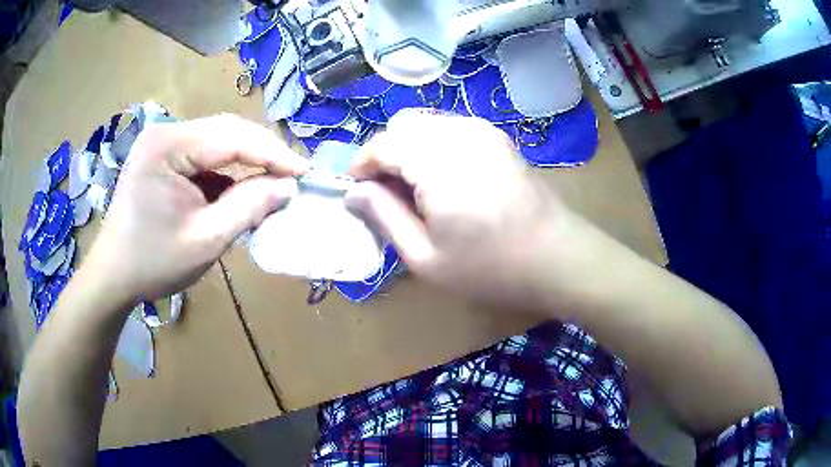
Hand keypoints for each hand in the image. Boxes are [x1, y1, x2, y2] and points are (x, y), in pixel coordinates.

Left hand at [84, 114, 309, 304]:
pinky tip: (242, 190)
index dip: (273, 154)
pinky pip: (206, 156)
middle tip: (294, 176)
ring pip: (219, 141)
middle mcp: (166, 133)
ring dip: (247, 163)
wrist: (113, 276)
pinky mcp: (165, 157)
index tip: (307, 172)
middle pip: (227, 131)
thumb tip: (288, 187)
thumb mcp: (203, 241)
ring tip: (274, 184)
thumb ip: (247, 209)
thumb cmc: (152, 263)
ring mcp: (164, 143)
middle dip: (263, 154)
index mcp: (168, 147)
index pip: (232, 137)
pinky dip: (228, 173)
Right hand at [347, 111, 569, 308]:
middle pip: (403, 124)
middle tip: (388, 193)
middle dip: (385, 153)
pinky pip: (450, 127)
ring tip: (416, 189)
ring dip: (409, 148)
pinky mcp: (497, 136)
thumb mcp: (426, 257)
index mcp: (439, 164)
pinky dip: (434, 145)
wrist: (557, 258)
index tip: (357, 191)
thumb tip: (353, 192)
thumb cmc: (491, 268)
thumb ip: (384, 217)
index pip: (383, 144)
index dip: (362, 165)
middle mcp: (460, 134)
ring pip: (426, 122)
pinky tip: (444, 178)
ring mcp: (483, 130)